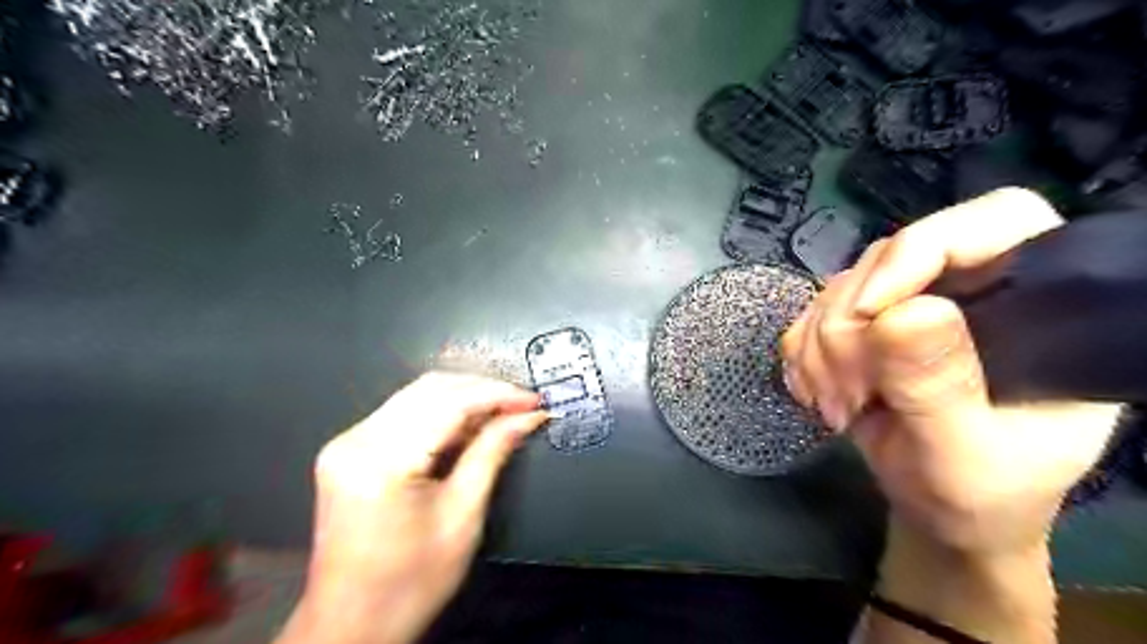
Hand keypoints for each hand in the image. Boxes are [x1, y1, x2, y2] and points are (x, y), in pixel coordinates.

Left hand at [278, 373, 544, 643]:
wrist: (352, 625)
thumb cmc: (410, 584)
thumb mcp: (462, 517)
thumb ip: (492, 453)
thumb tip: (525, 417)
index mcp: (382, 463)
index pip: (450, 403)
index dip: (498, 395)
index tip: (533, 399)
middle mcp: (356, 442)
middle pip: (430, 388)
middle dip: (482, 389)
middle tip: (522, 403)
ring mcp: (346, 443)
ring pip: (417, 394)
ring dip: (463, 396)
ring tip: (502, 411)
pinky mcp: (348, 449)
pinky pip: (402, 412)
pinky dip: (440, 410)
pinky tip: (468, 422)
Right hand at [779, 188, 1121, 556]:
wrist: (939, 511)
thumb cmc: (978, 495)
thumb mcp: (965, 456)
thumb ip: (939, 387)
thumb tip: (904, 312)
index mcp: (1042, 309)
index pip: (995, 222)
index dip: (923, 250)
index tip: (870, 313)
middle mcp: (973, 290)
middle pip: (890, 257)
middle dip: (850, 326)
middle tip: (849, 392)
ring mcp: (911, 303)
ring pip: (840, 286)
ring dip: (820, 349)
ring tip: (835, 406)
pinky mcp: (866, 323)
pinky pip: (811, 314)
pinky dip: (802, 355)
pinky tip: (816, 393)